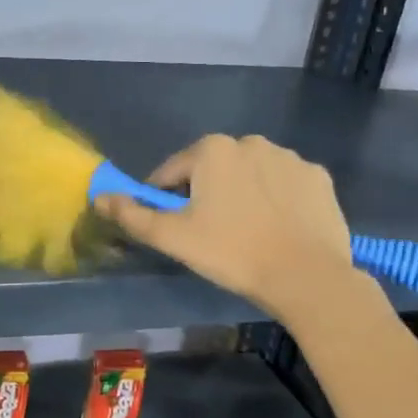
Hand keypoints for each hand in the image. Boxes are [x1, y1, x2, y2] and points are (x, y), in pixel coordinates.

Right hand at [93, 134, 355, 321]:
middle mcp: (250, 141)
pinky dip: (276, 200)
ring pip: (249, 174)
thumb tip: (99, 197)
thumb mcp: (173, 237)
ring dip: (240, 194)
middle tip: (208, 234)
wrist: (306, 276)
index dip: (164, 199)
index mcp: (212, 149)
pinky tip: (277, 228)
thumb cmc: (231, 252)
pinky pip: (284, 184)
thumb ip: (133, 215)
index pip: (171, 172)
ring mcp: (289, 157)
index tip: (171, 227)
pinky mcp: (318, 177)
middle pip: (212, 169)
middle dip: (204, 194)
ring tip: (245, 233)